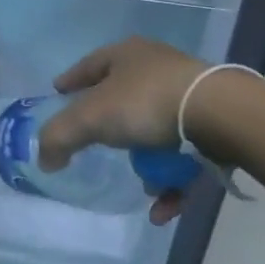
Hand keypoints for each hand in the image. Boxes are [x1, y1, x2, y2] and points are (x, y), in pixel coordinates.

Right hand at [37, 37, 204, 225]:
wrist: (219, 115)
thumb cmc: (146, 104)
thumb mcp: (90, 118)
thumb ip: (59, 137)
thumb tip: (45, 159)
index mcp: (127, 55)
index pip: (90, 64)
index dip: (71, 80)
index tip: (58, 93)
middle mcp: (157, 68)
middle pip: (124, 99)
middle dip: (112, 129)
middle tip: (97, 147)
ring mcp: (188, 95)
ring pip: (156, 131)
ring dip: (147, 163)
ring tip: (143, 186)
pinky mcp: (213, 123)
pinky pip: (183, 157)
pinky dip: (172, 182)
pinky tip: (163, 208)